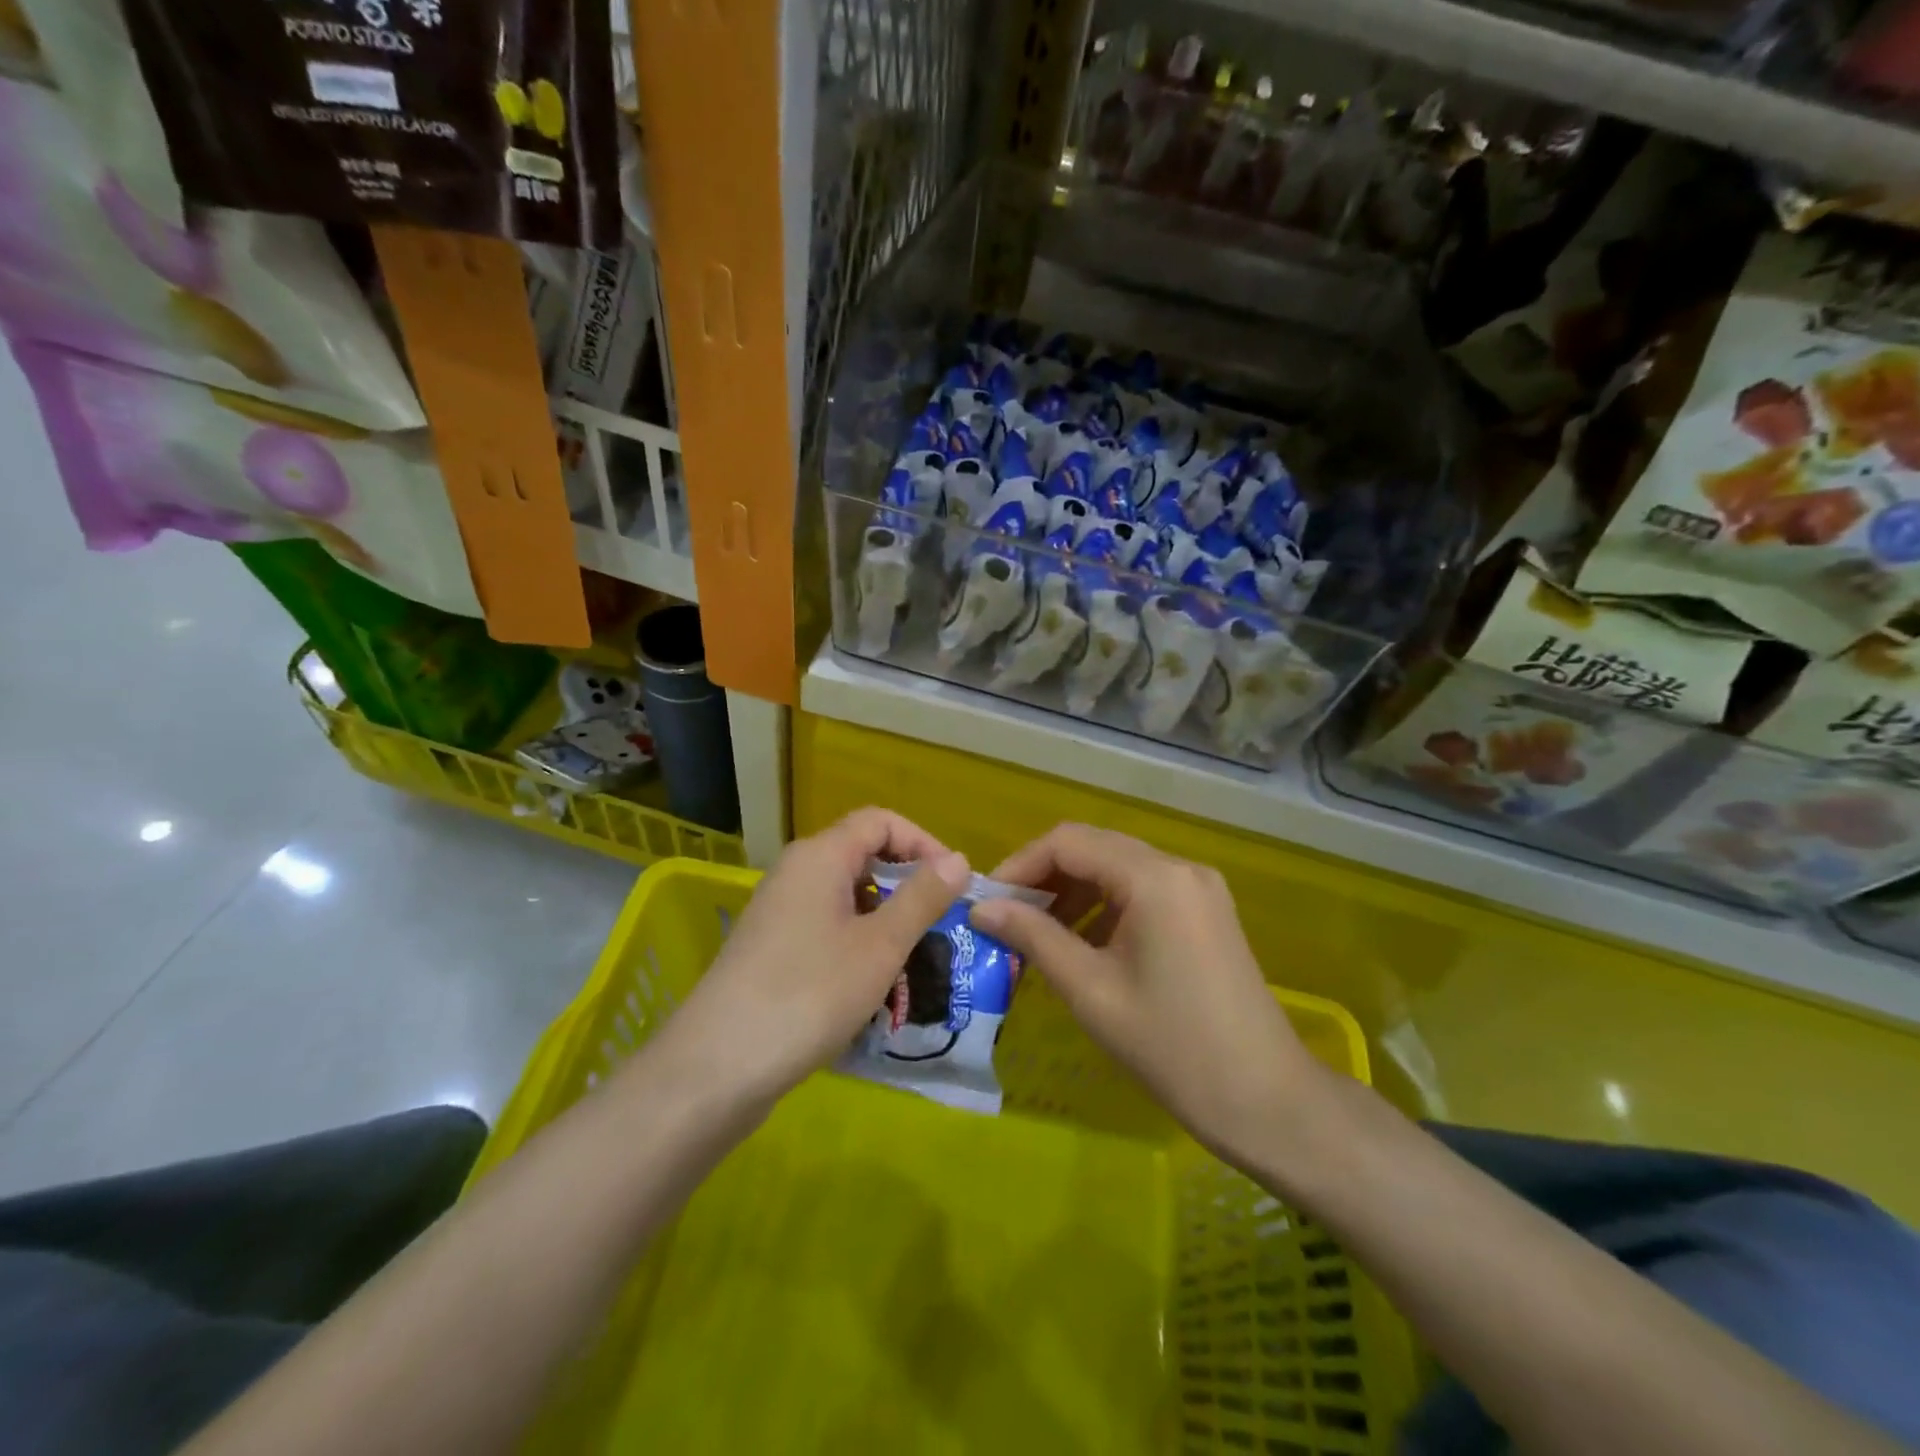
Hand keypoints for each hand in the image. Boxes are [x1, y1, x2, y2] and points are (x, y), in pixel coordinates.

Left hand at [651, 808, 970, 1108]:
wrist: (718, 1065)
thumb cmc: (809, 994)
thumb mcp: (880, 946)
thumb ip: (922, 898)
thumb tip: (958, 860)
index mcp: (820, 856)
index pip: (880, 821)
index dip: (922, 843)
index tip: (952, 884)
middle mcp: (796, 872)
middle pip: (862, 856)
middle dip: (906, 885)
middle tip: (939, 926)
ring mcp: (779, 911)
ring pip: (846, 897)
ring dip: (885, 920)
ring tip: (912, 962)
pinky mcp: (771, 947)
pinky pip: (826, 927)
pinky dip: (857, 943)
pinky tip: (872, 985)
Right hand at [969, 824, 1316, 1162]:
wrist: (1267, 1101)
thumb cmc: (1172, 1047)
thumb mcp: (1091, 990)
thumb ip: (1033, 937)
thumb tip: (981, 908)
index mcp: (1154, 878)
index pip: (1068, 842)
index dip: (1020, 865)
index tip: (988, 904)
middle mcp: (1179, 867)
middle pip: (1094, 848)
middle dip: (1043, 878)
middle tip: (1005, 919)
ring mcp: (1198, 888)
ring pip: (1117, 868)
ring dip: (1073, 892)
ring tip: (1037, 935)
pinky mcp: (1206, 911)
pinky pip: (1142, 890)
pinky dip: (1104, 906)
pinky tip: (1082, 944)